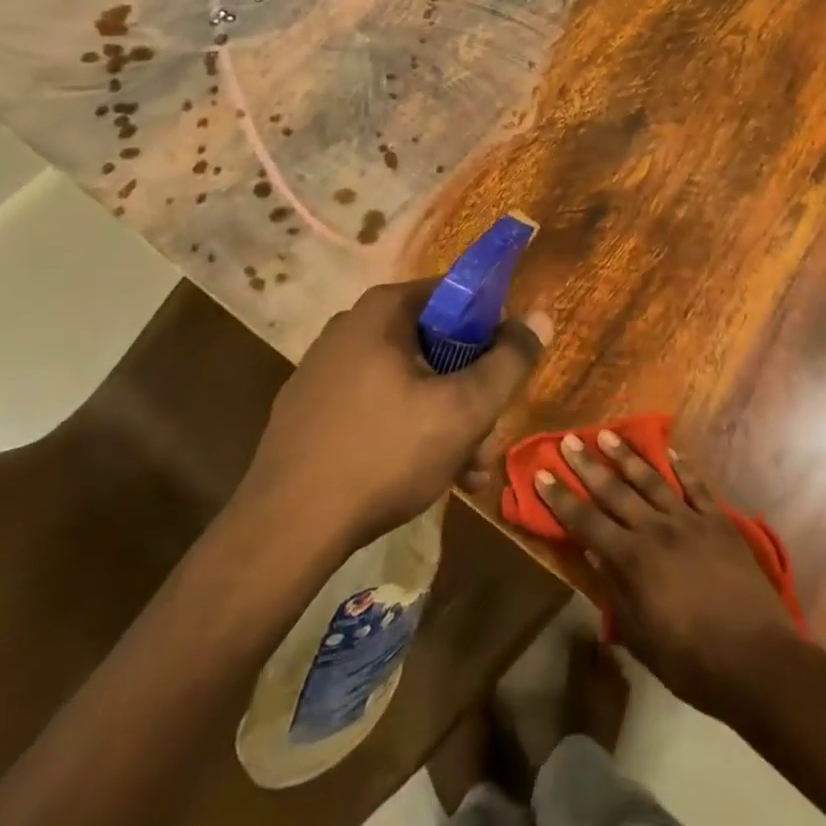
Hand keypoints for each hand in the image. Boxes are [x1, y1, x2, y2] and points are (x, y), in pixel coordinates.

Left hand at [232, 280, 550, 553]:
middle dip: (471, 394)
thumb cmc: (385, 453)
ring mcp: (326, 368)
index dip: (492, 332)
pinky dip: (408, 431)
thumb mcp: (465, 409)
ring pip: (410, 381)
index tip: (504, 376)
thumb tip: (540, 317)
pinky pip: (378, 404)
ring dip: (447, 421)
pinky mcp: (311, 408)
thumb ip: (510, 361)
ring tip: (466, 475)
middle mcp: (352, 326)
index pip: (458, 296)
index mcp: (384, 310)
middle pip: (437, 345)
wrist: (285, 529)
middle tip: (486, 443)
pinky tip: (426, 476)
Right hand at [536, 432, 804, 720]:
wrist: (755, 659)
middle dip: (588, 465)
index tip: (542, 474)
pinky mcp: (718, 521)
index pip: (586, 522)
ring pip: (651, 479)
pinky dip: (681, 466)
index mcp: (632, 560)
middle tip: (570, 440)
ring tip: (608, 434)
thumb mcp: (640, 636)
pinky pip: (695, 486)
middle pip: (615, 491)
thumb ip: (614, 591)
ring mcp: (690, 520)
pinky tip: (668, 450)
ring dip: (627, 455)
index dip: (561, 498)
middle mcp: (656, 530)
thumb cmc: (691, 660)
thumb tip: (593, 554)